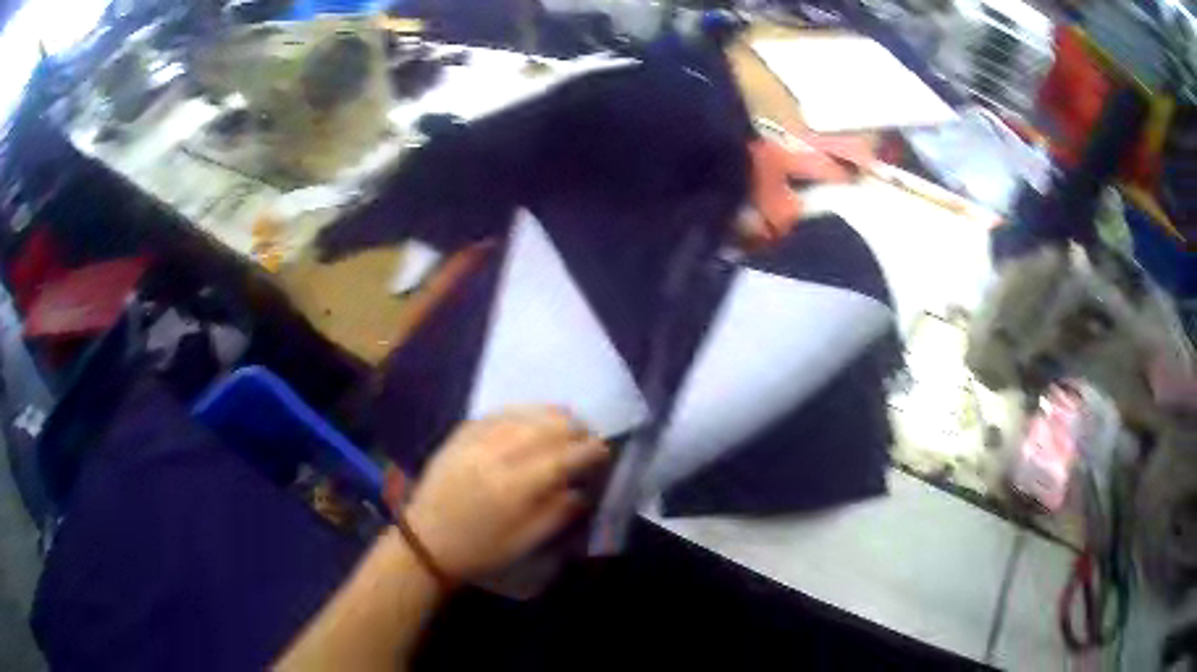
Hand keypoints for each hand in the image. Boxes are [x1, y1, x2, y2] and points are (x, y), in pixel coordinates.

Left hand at [402, 408, 608, 580]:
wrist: (426, 541)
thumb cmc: (480, 550)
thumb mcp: (525, 543)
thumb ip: (559, 513)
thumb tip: (584, 490)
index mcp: (515, 488)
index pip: (564, 458)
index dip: (590, 451)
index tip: (604, 451)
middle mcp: (497, 455)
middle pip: (547, 427)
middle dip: (575, 429)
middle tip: (588, 438)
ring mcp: (476, 440)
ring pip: (525, 414)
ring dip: (553, 416)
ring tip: (568, 423)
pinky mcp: (461, 434)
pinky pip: (499, 412)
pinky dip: (523, 412)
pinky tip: (533, 417)